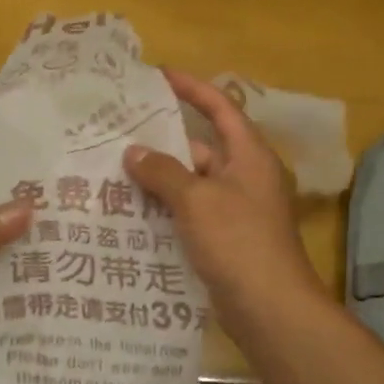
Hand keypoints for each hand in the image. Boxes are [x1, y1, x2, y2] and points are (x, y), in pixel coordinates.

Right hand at [124, 69, 332, 343]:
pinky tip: (131, 212)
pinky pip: (190, 213)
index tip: (159, 75)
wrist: (269, 307)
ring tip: (114, 172)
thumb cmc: (237, 241)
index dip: (192, 88)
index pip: (221, 108)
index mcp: (248, 156)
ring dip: (159, 179)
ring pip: (191, 184)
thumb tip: (134, 153)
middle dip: (163, 142)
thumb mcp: (196, 199)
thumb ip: (163, 172)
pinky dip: (165, 209)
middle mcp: (244, 177)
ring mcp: (234, 210)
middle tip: (118, 134)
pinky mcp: (224, 239)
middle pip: (201, 147)